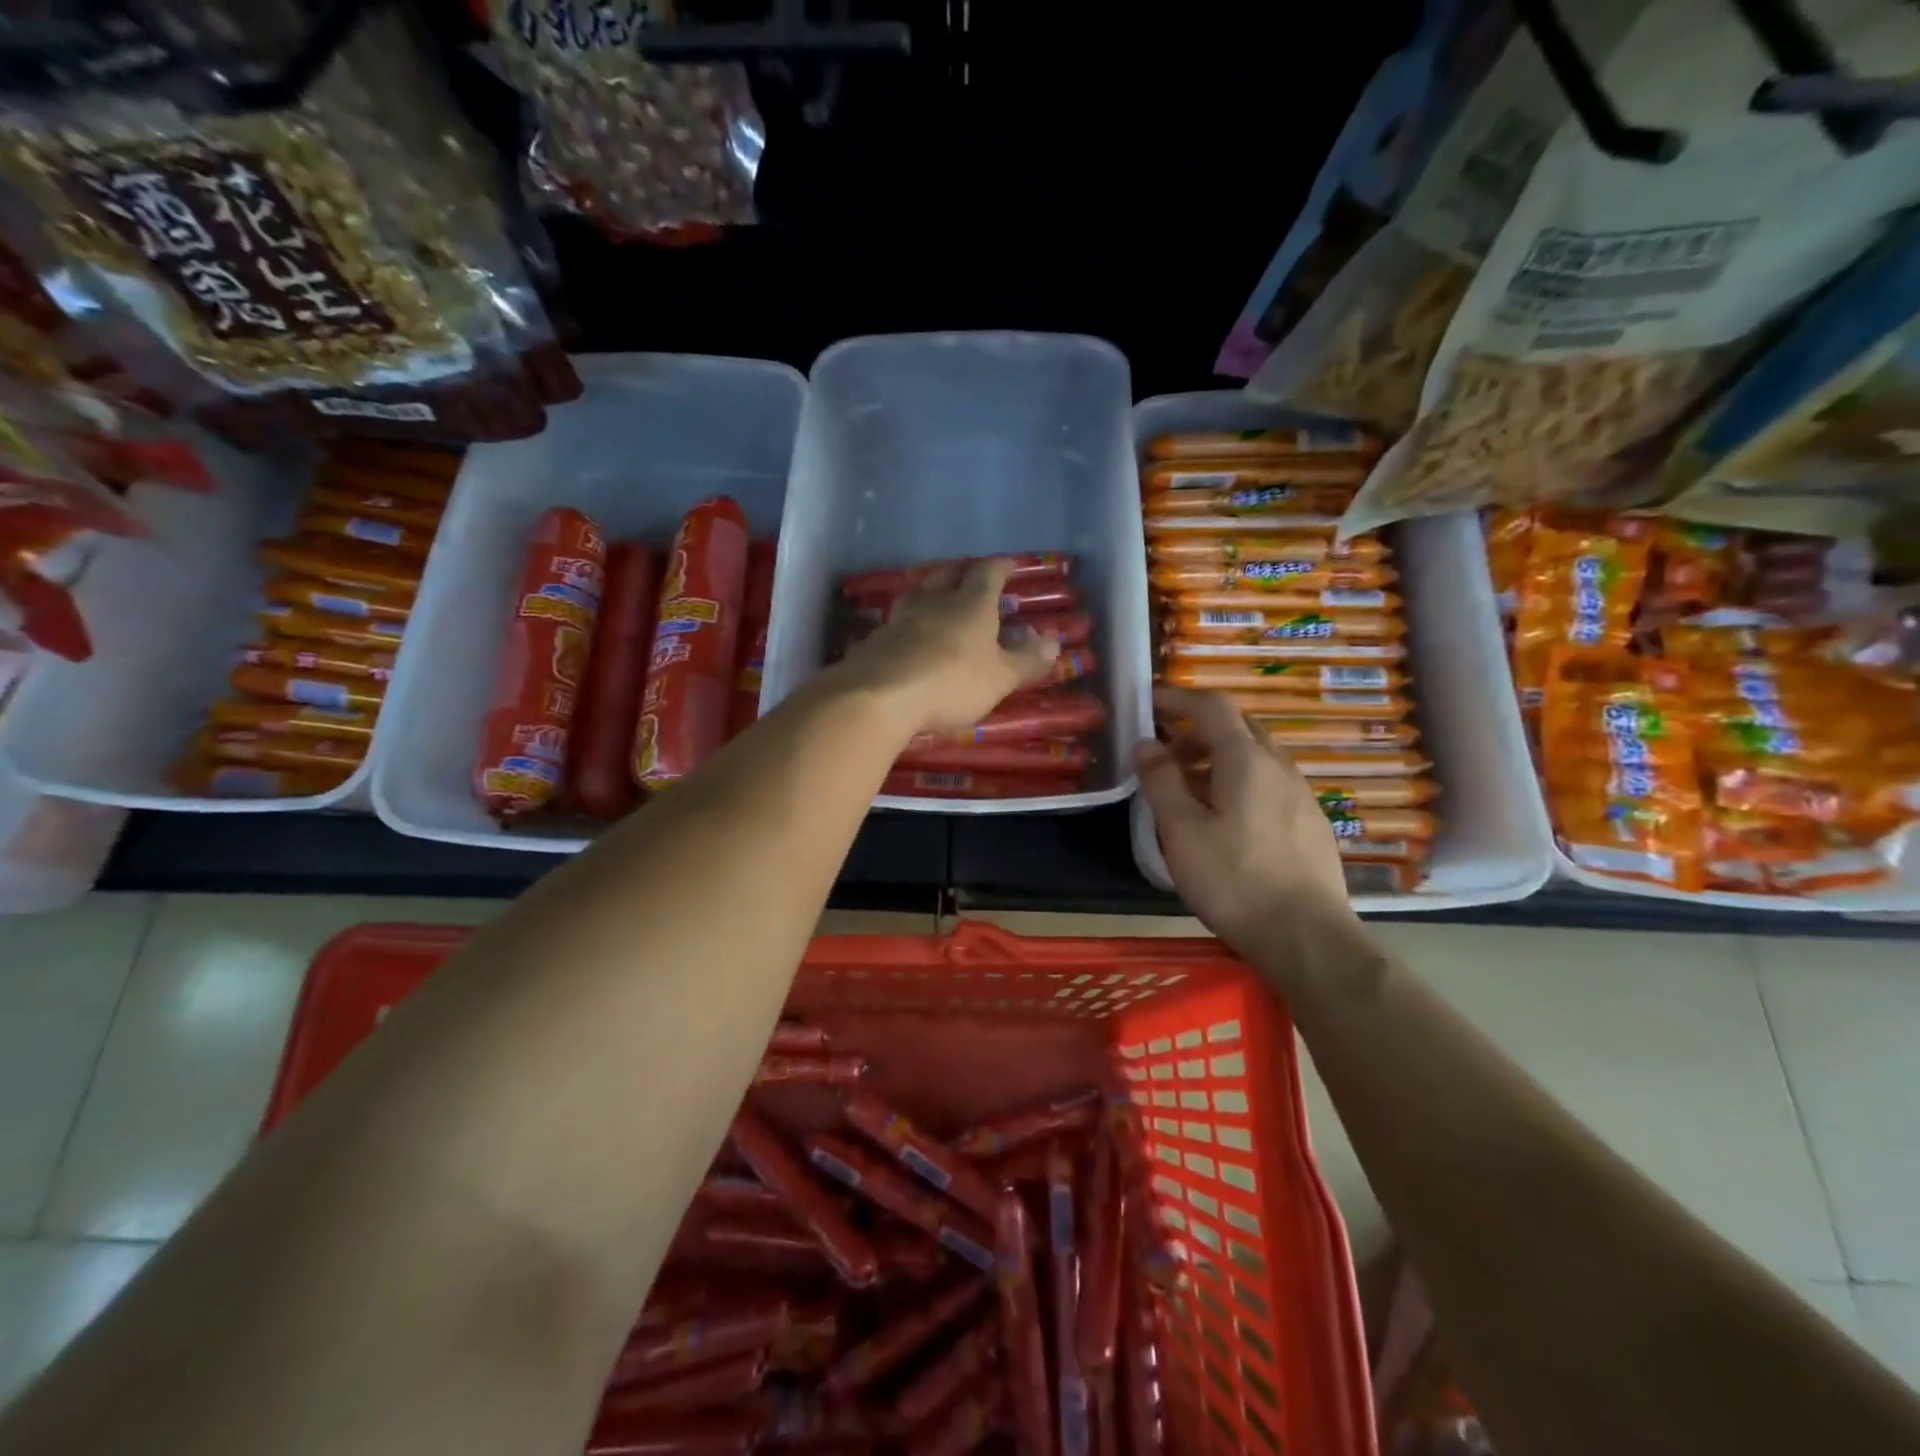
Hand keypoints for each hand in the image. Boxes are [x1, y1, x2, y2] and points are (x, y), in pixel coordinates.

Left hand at [837, 558, 1059, 736]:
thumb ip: (1027, 660)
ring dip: (933, 595)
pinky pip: (899, 623)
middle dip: (963, 573)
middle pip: (948, 574)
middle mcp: (934, 600)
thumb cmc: (951, 682)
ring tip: (941, 605)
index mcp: (971, 603)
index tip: (1010, 565)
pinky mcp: (876, 639)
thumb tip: (1054, 641)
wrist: (879, 696)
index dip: (1001, 567)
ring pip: (920, 595)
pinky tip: (912, 639)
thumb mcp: (1000, 678)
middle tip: (973, 579)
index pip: (988, 572)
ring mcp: (901, 617)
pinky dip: (912, 625)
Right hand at [1135, 685, 1354, 947]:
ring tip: (1189, 790)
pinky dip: (1240, 782)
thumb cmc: (1234, 879)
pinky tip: (1226, 820)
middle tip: (1164, 753)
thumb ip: (1161, 781)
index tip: (1149, 703)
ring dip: (1218, 758)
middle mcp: (1279, 766)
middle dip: (1197, 729)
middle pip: (1237, 727)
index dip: (1178, 697)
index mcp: (1246, 759)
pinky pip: (1270, 783)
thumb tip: (1147, 743)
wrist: (1307, 937)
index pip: (1212, 705)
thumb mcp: (1181, 830)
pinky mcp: (1311, 823)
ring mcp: (1301, 794)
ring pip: (1255, 757)